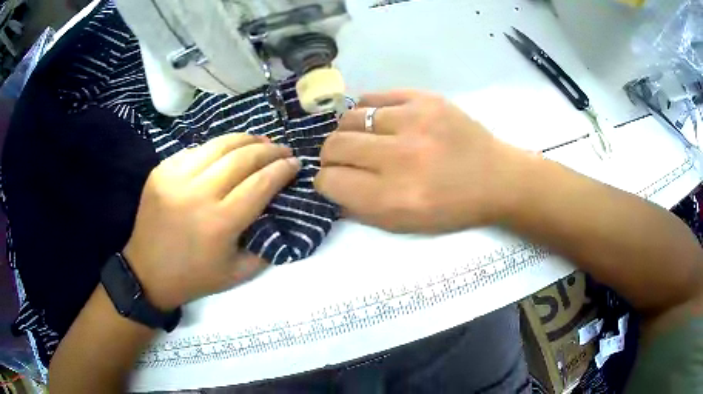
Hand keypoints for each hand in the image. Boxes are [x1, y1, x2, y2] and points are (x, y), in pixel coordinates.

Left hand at [123, 134, 299, 309]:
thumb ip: (266, 245)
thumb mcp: (239, 272)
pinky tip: (226, 152)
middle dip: (269, 150)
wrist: (147, 272)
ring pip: (219, 145)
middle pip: (242, 158)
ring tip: (261, 141)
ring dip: (246, 140)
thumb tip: (280, 213)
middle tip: (283, 149)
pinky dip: (217, 148)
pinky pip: (195, 150)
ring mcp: (176, 177)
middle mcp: (198, 194)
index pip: (260, 183)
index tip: (296, 163)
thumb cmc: (194, 277)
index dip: (282, 169)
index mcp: (220, 223)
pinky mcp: (161, 171)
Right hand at [315, 90, 529, 232]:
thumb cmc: (452, 208)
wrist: (496, 178)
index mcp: (394, 198)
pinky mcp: (425, 99)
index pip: (330, 181)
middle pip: (334, 146)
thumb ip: (361, 209)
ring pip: (349, 118)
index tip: (334, 179)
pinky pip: (374, 97)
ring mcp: (414, 121)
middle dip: (331, 156)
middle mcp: (400, 158)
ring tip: (363, 139)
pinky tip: (377, 121)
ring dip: (348, 132)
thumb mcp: (405, 224)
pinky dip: (367, 110)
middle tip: (344, 159)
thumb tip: (330, 186)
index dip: (326, 181)